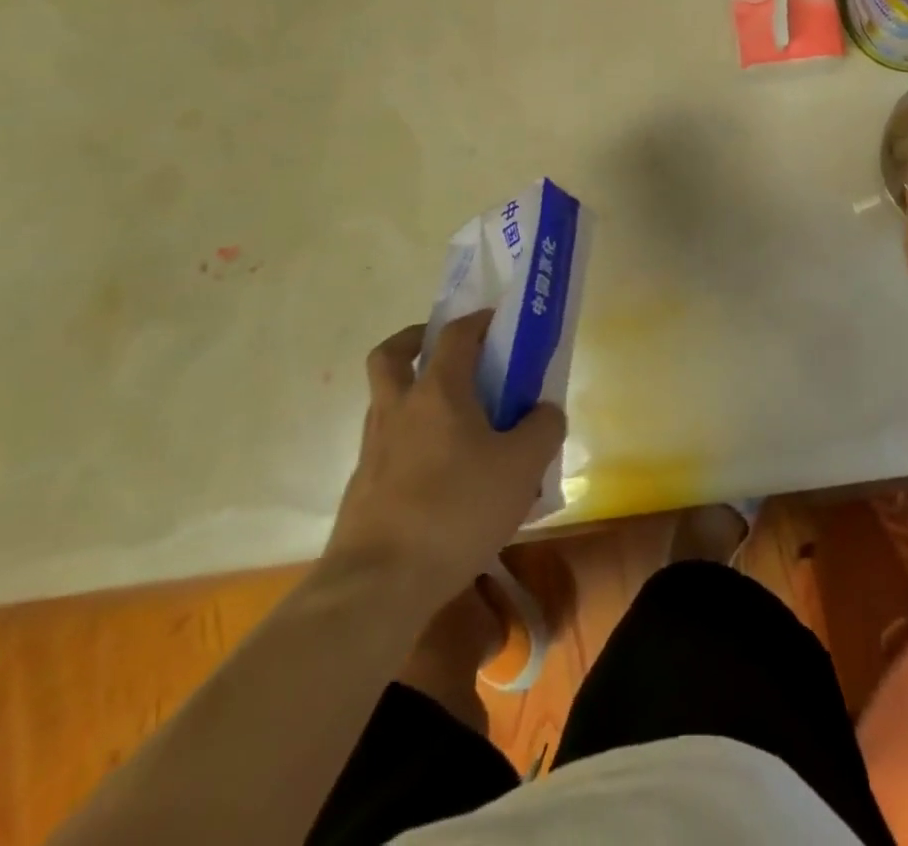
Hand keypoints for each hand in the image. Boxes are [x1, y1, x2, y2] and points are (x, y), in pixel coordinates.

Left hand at [321, 312, 566, 604]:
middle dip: (415, 341)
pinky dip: (409, 442)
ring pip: (385, 401)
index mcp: (437, 392)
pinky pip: (387, 446)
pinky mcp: (363, 488)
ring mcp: (373, 449)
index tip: (497, 322)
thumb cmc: (456, 510)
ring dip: (411, 393)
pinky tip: (439, 473)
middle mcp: (398, 409)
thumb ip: (543, 429)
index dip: (478, 321)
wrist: (378, 585)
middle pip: (391, 355)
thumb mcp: (522, 467)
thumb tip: (545, 411)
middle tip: (445, 352)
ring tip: (452, 419)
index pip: (455, 336)